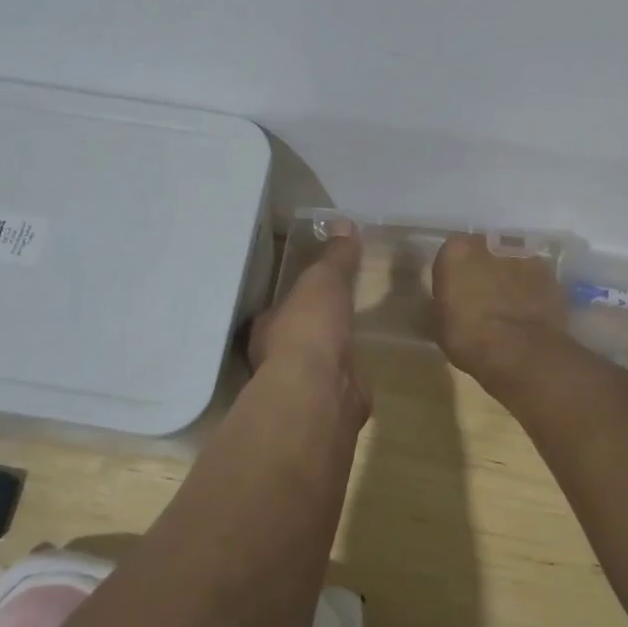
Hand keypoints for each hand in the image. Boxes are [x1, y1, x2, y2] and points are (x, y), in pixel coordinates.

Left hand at [247, 221, 371, 427]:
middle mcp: (276, 359)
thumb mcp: (324, 280)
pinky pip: (341, 383)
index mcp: (266, 327)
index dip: (293, 298)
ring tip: (351, 338)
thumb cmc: (309, 328)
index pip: (276, 309)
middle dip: (312, 327)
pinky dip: (349, 376)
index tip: (311, 287)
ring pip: (316, 363)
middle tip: (336, 311)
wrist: (321, 391)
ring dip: (330, 353)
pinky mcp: (330, 404)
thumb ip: (335, 257)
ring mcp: (303, 386)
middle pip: (294, 337)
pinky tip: (362, 369)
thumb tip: (342, 222)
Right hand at [431, 234, 568, 381]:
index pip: (450, 253)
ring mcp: (523, 255)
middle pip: (482, 251)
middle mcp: (489, 244)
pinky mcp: (548, 272)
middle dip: (481, 268)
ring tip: (507, 305)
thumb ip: (441, 302)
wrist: (522, 352)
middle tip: (481, 296)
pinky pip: (532, 276)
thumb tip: (447, 301)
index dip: (453, 273)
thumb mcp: (439, 324)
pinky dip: (529, 288)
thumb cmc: (469, 338)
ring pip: (509, 261)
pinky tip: (528, 310)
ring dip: (507, 276)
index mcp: (456, 251)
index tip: (454, 292)